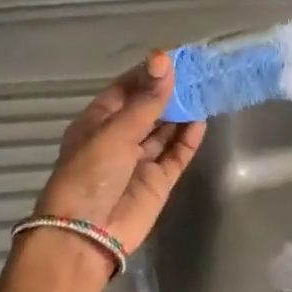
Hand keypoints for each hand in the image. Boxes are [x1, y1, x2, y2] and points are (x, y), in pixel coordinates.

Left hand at [32, 51, 204, 252]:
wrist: (86, 234)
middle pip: (149, 108)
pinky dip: (188, 139)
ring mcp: (140, 160)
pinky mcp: (158, 181)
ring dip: (182, 112)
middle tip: (200, 71)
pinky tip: (202, 121)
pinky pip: (176, 154)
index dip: (150, 72)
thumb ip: (146, 100)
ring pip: (165, 130)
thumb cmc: (90, 174)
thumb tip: (164, 59)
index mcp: (98, 121)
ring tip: (206, 90)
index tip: (177, 56)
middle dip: (171, 90)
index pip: (127, 88)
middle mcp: (119, 137)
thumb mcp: (116, 131)